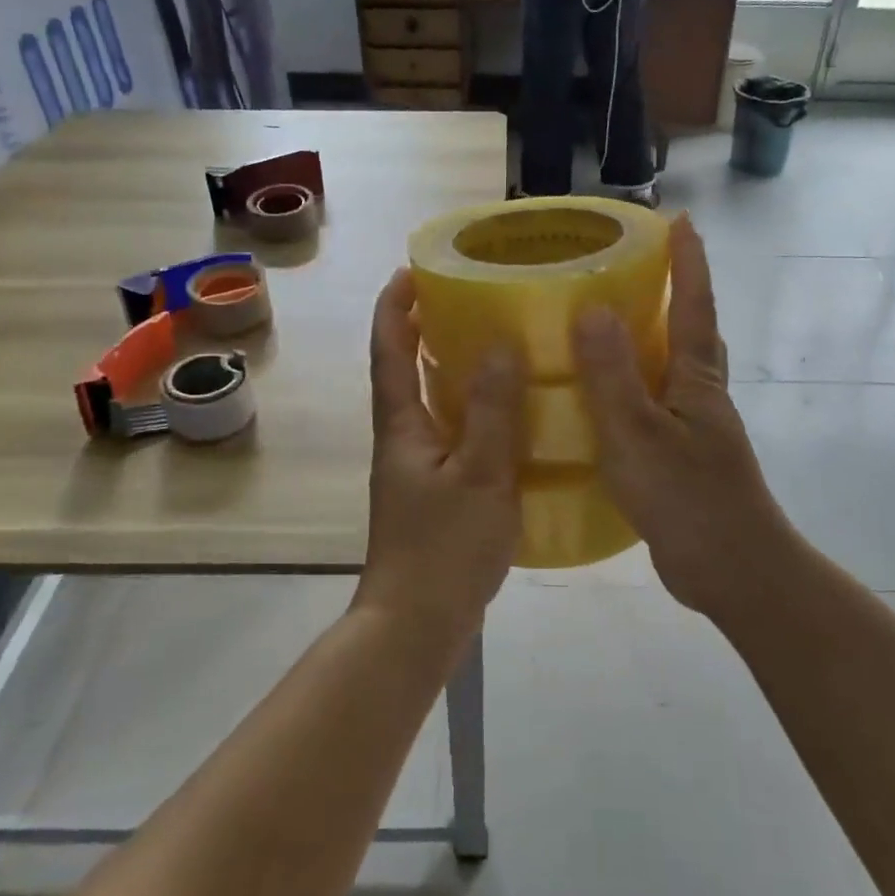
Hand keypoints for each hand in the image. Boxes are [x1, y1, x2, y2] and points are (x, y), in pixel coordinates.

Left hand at [357, 269, 524, 641]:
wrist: (416, 625)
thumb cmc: (444, 548)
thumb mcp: (480, 475)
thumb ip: (492, 411)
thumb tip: (500, 344)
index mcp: (401, 425)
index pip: (389, 350)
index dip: (395, 307)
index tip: (411, 270)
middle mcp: (401, 437)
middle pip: (402, 368)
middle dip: (421, 327)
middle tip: (462, 296)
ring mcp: (414, 466)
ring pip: (427, 400)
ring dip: (446, 365)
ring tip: (489, 340)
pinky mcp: (433, 490)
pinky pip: (450, 430)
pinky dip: (469, 407)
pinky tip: (505, 412)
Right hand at [573, 217, 796, 620]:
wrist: (735, 571)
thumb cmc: (688, 497)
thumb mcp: (638, 433)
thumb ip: (612, 374)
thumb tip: (594, 307)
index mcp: (696, 378)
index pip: (694, 304)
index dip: (688, 261)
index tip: (680, 219)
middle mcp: (700, 395)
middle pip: (692, 331)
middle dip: (675, 294)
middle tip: (637, 270)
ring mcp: (695, 429)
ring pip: (674, 370)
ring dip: (652, 341)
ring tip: (609, 328)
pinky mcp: (682, 459)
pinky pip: (656, 405)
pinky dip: (635, 388)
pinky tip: (603, 403)